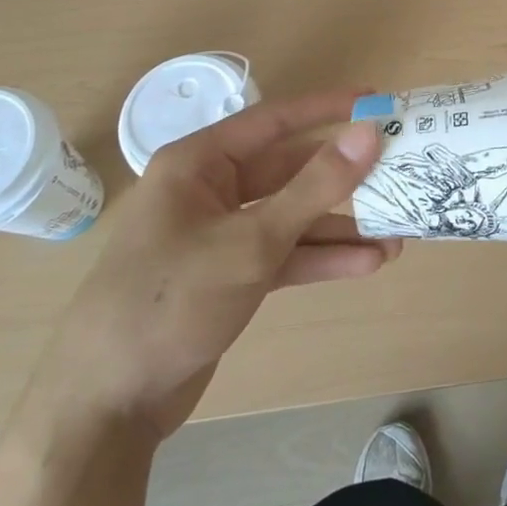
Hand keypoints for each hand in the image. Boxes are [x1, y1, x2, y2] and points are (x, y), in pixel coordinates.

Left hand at [21, 90, 393, 444]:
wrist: (107, 404)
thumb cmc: (170, 300)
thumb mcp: (252, 242)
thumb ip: (316, 187)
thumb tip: (369, 133)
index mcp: (200, 163)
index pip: (274, 120)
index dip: (328, 108)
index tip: (377, 101)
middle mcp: (211, 190)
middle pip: (290, 171)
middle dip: (343, 178)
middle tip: (399, 173)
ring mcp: (221, 235)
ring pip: (292, 216)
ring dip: (341, 226)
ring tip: (397, 232)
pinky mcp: (230, 275)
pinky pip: (284, 254)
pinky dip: (321, 258)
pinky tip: (368, 264)